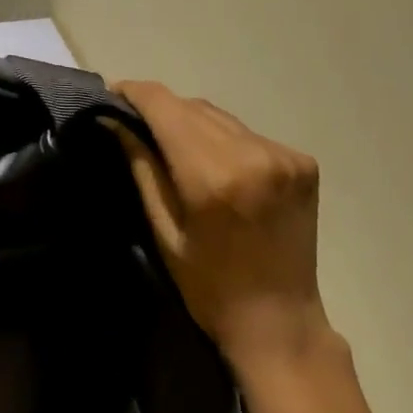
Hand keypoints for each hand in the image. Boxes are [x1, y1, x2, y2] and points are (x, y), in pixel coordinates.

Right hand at [114, 80, 333, 367]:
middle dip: (159, 108)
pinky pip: (246, 133)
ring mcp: (285, 155)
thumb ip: (141, 168)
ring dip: (189, 121)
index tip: (110, 94)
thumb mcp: (163, 230)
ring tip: (167, 141)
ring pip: (220, 116)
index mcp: (213, 176)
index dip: (134, 93)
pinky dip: (221, 138)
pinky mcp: (302, 162)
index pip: (166, 107)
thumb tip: (111, 121)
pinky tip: (211, 162)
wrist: (279, 320)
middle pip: (192, 106)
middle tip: (131, 121)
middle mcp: (254, 154)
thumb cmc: (209, 286)